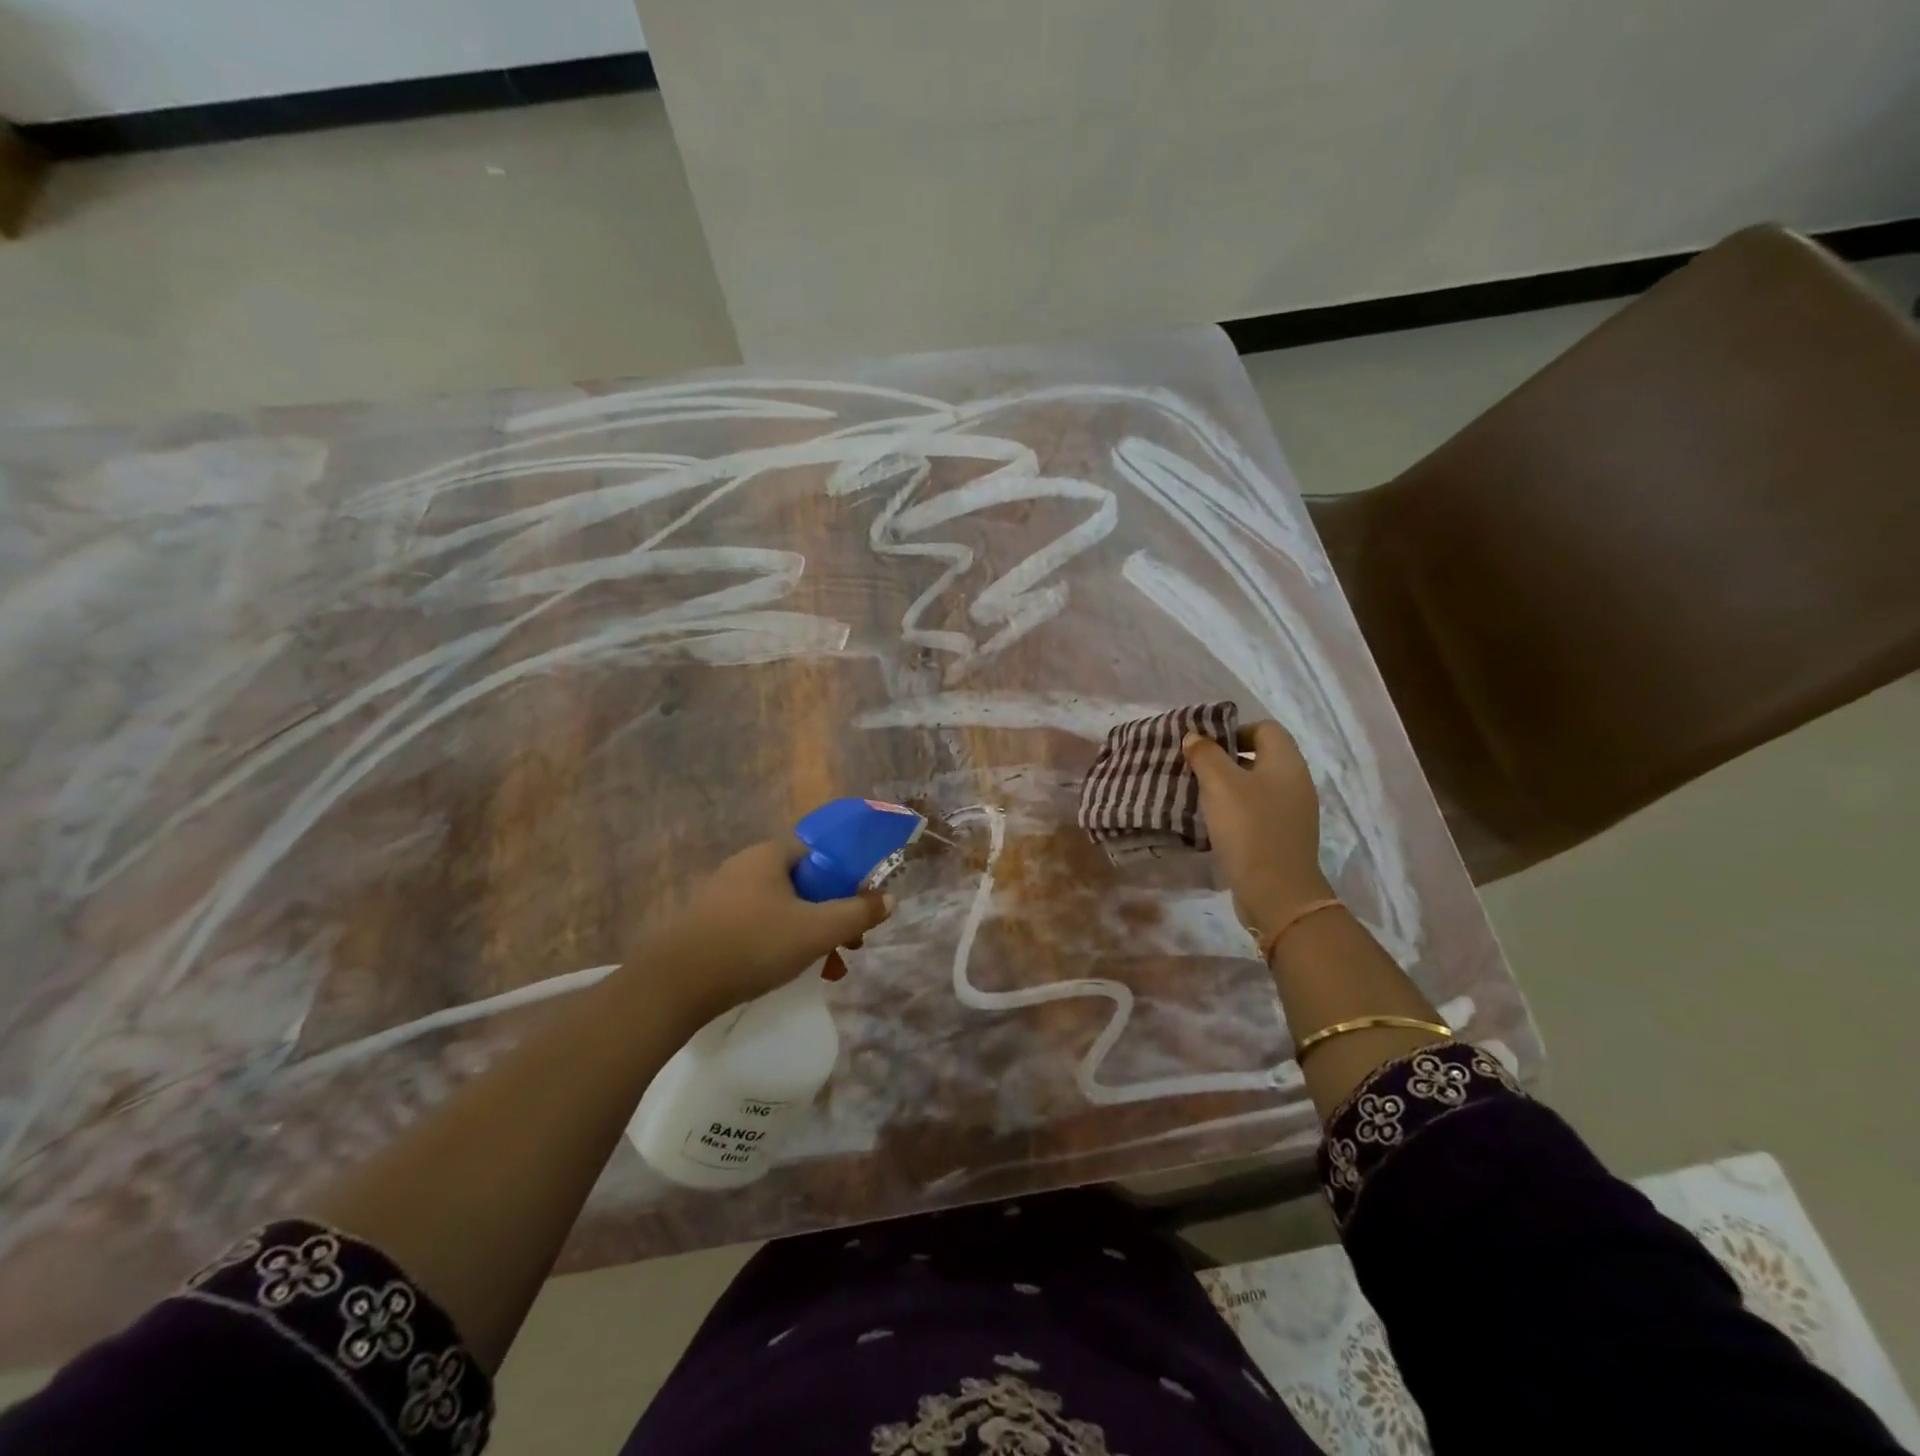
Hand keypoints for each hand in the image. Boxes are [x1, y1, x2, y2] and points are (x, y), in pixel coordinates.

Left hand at [645, 840, 889, 1019]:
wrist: (673, 985)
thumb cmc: (753, 944)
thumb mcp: (817, 930)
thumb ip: (857, 913)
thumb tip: (889, 899)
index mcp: (770, 855)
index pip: (820, 854)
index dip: (847, 880)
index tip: (860, 912)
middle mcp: (745, 866)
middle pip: (804, 885)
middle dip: (831, 915)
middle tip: (849, 946)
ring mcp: (722, 896)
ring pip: (782, 910)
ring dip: (809, 935)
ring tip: (826, 970)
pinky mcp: (707, 925)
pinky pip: (757, 926)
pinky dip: (779, 944)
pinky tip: (787, 974)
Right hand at [1182, 720, 1332, 932]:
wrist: (1277, 892)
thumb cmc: (1249, 828)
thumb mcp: (1220, 784)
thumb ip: (1205, 754)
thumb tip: (1195, 737)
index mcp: (1286, 762)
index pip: (1264, 728)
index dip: (1233, 730)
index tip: (1204, 746)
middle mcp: (1296, 781)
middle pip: (1260, 756)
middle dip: (1226, 759)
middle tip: (1195, 769)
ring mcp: (1293, 812)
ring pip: (1257, 785)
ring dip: (1229, 787)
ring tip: (1200, 796)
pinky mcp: (1284, 836)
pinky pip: (1258, 811)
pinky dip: (1237, 811)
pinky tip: (1215, 823)